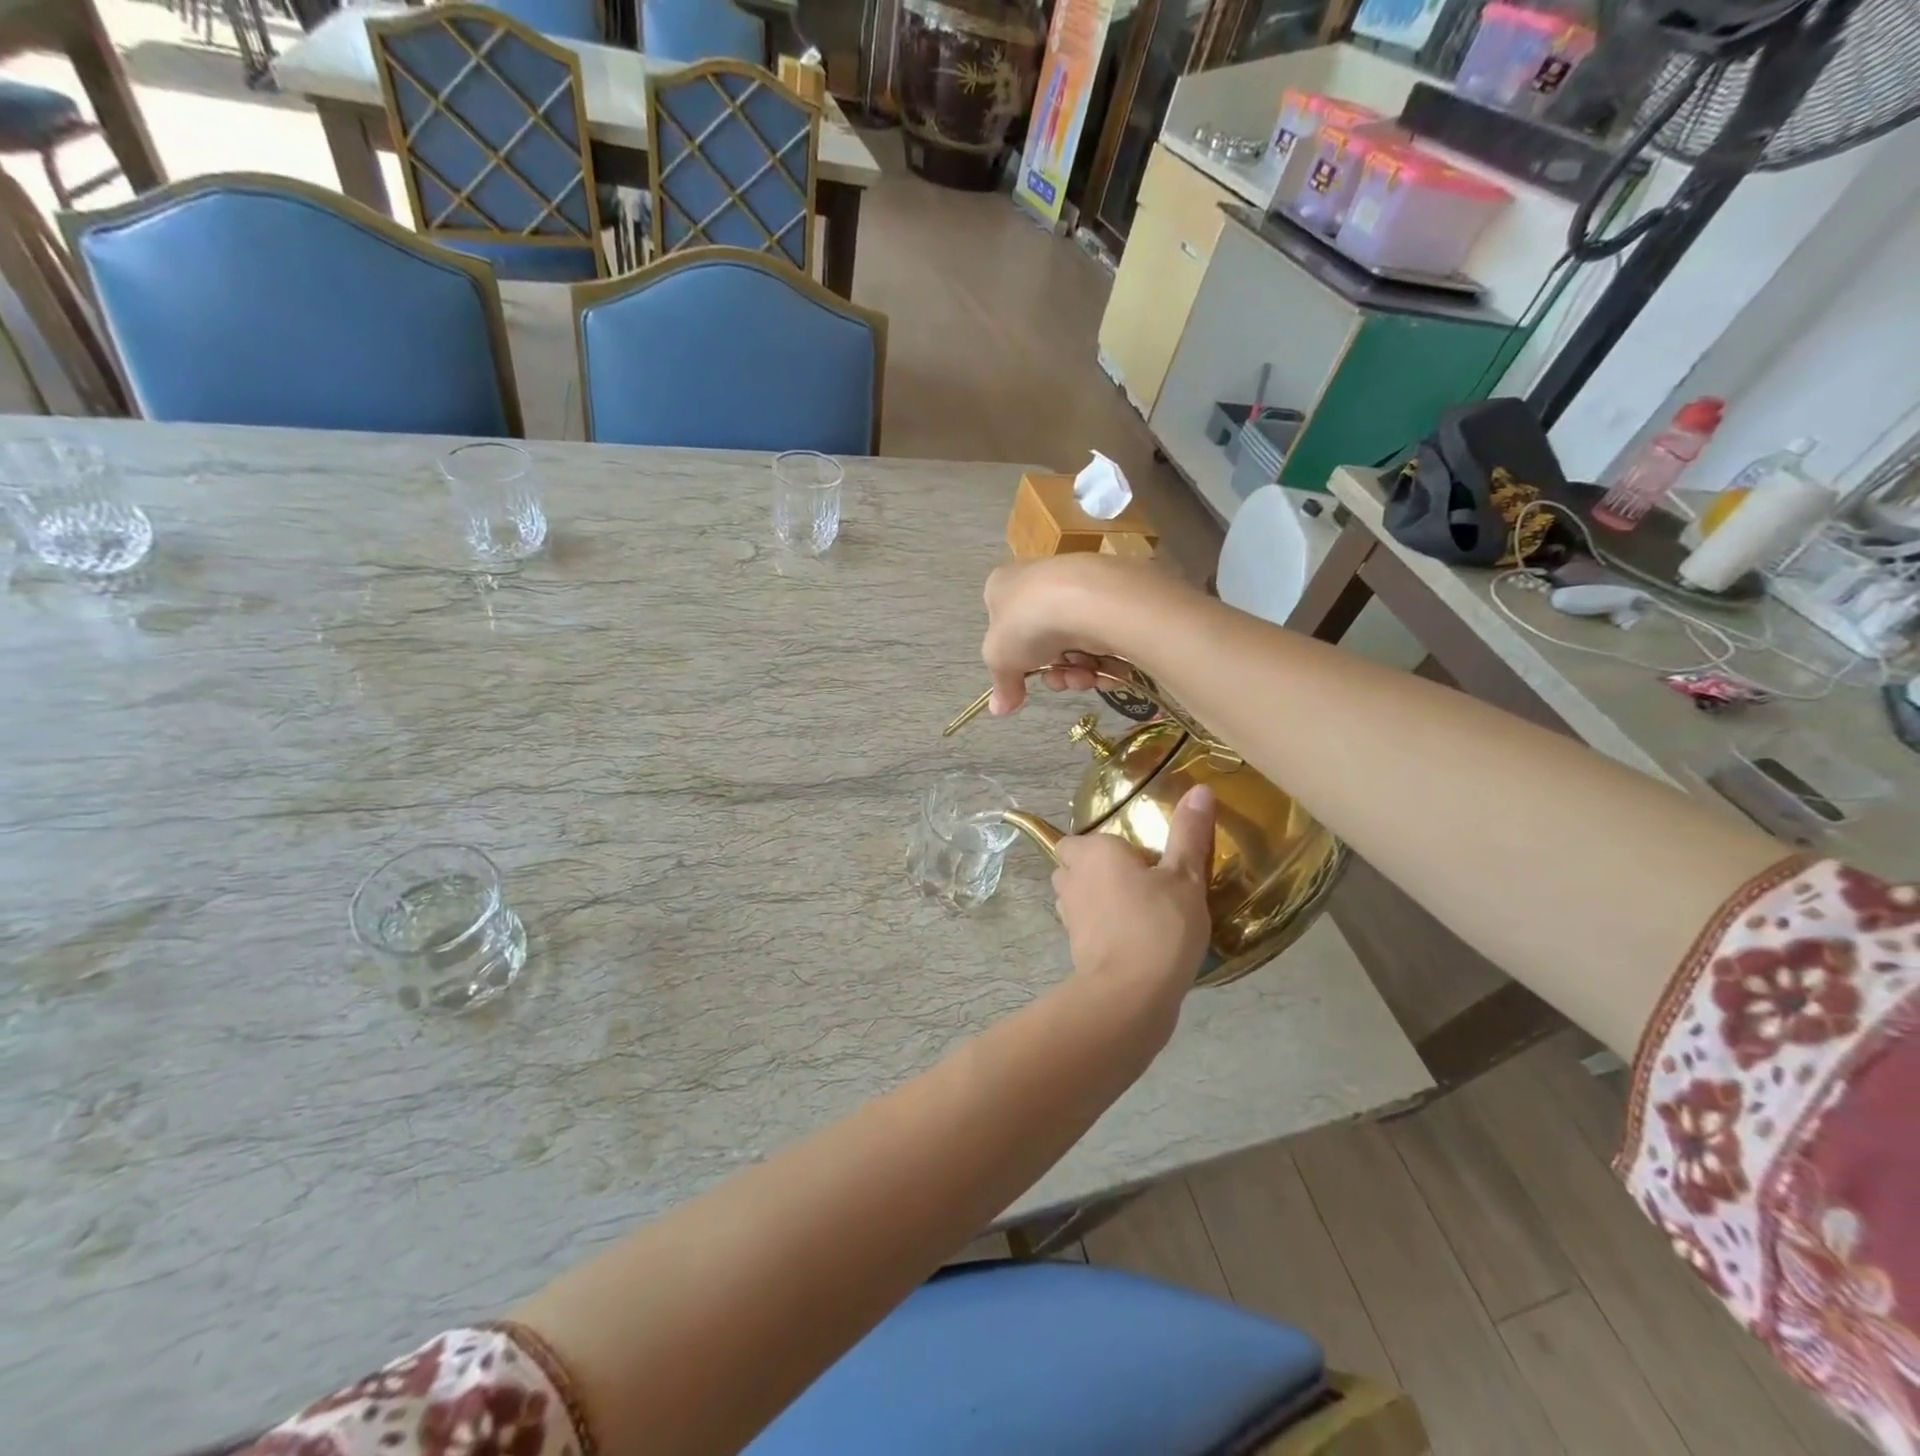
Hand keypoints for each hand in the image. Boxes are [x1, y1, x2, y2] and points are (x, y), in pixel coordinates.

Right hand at [981, 556, 1161, 715]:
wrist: (1086, 598)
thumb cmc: (1028, 623)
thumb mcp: (1000, 660)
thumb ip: (1002, 685)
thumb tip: (999, 708)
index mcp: (1005, 586)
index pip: (1006, 627)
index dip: (1016, 660)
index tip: (1025, 682)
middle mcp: (1040, 582)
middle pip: (1044, 642)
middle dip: (1054, 672)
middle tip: (1061, 682)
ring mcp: (1077, 589)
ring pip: (1075, 643)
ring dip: (1079, 672)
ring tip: (1086, 678)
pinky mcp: (1111, 598)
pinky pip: (1103, 636)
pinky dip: (1105, 661)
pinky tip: (1107, 673)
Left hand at [1053, 784, 1216, 1046]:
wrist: (1130, 994)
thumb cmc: (1158, 925)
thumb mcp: (1185, 877)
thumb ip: (1189, 833)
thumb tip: (1200, 788)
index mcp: (1092, 852)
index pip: (1077, 838)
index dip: (1101, 845)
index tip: (1135, 856)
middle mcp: (1071, 878)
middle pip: (1072, 865)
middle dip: (1094, 868)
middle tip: (1136, 878)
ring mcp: (1069, 915)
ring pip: (1075, 896)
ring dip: (1096, 898)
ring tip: (1136, 906)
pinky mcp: (1074, 947)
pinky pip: (1085, 925)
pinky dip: (1101, 926)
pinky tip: (1132, 935)